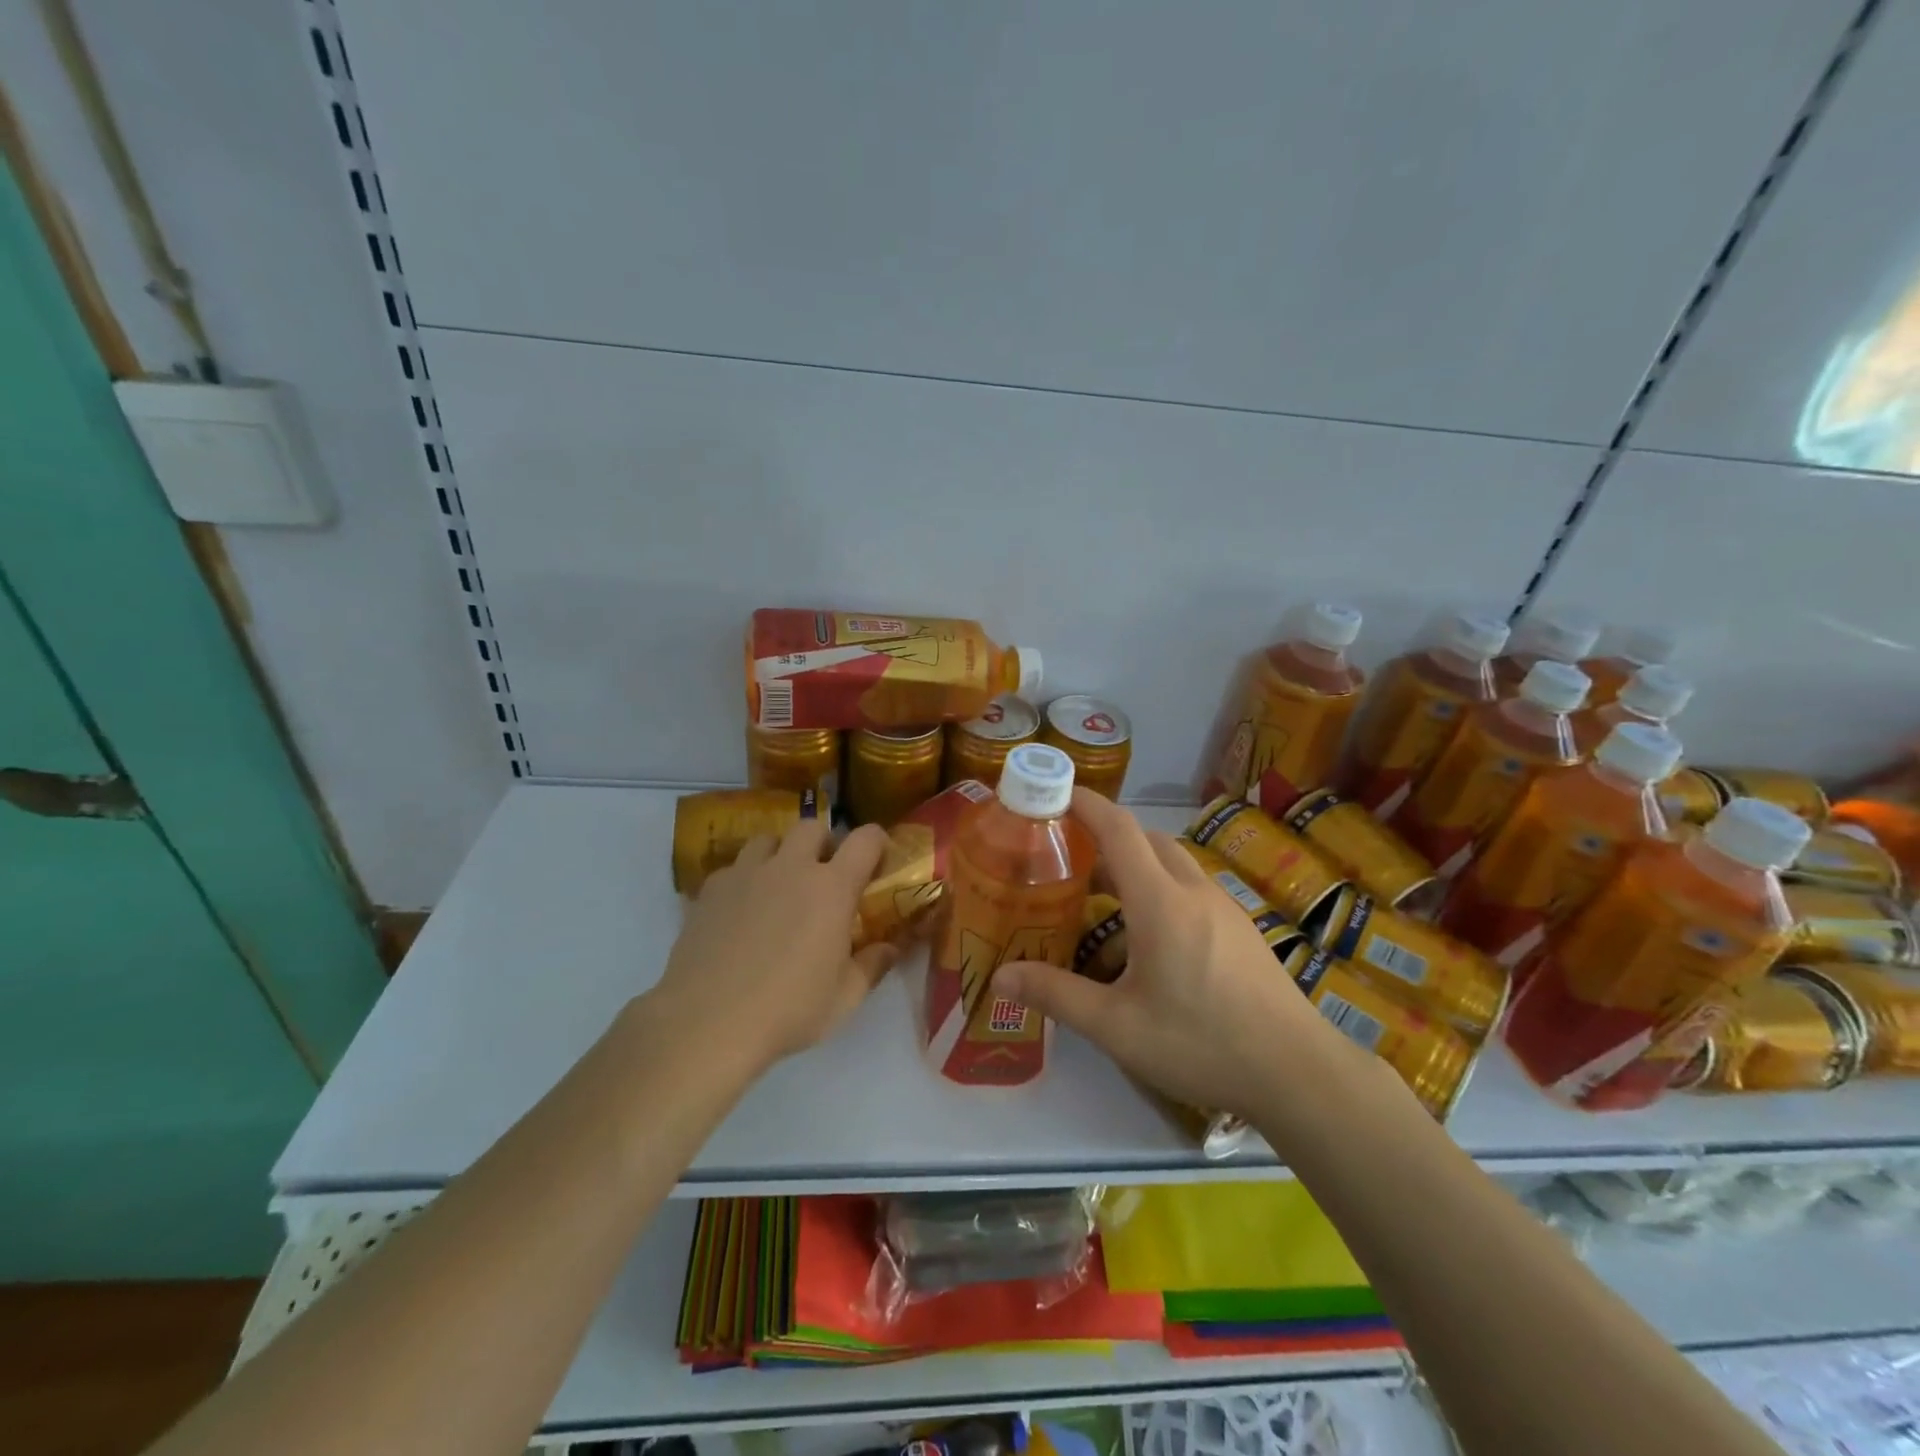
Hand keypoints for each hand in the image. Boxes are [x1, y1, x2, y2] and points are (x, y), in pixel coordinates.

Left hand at [652, 819, 897, 1068]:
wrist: (707, 1022)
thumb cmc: (788, 1010)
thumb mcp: (845, 997)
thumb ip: (873, 965)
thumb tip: (891, 948)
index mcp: (832, 887)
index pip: (866, 839)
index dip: (877, 843)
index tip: (877, 862)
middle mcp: (791, 867)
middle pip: (812, 827)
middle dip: (823, 844)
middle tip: (823, 876)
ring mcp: (746, 873)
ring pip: (768, 839)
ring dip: (780, 854)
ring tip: (778, 887)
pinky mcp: (710, 889)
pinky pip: (733, 868)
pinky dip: (744, 880)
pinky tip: (740, 912)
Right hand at [995, 790, 1335, 1119]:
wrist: (1299, 1072)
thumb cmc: (1201, 1042)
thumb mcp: (1118, 1026)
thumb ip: (1057, 995)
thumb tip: (1001, 976)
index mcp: (1160, 901)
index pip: (1118, 829)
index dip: (1085, 804)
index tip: (1054, 793)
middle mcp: (1193, 890)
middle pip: (1146, 839)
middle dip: (1106, 836)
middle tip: (1070, 857)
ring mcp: (1224, 908)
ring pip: (1172, 862)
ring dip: (1136, 863)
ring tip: (1104, 897)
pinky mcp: (1241, 929)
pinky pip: (1191, 887)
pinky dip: (1160, 887)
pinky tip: (1150, 936)